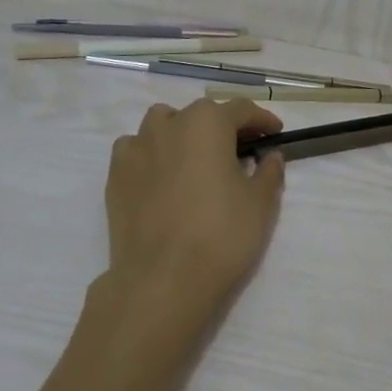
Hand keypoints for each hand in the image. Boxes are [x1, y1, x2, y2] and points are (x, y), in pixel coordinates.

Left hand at [100, 98, 286, 342]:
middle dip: (223, 127)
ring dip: (182, 132)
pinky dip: (151, 154)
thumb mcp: (260, 204)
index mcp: (208, 123)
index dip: (262, 120)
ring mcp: (137, 148)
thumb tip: (270, 156)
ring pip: (162, 124)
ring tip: (195, 158)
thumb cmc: (220, 235)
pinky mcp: (116, 175)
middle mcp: (170, 125)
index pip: (241, 110)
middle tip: (240, 152)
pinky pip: (135, 149)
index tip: (275, 134)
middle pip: (201, 114)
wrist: (162, 281)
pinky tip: (161, 176)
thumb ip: (268, 172)